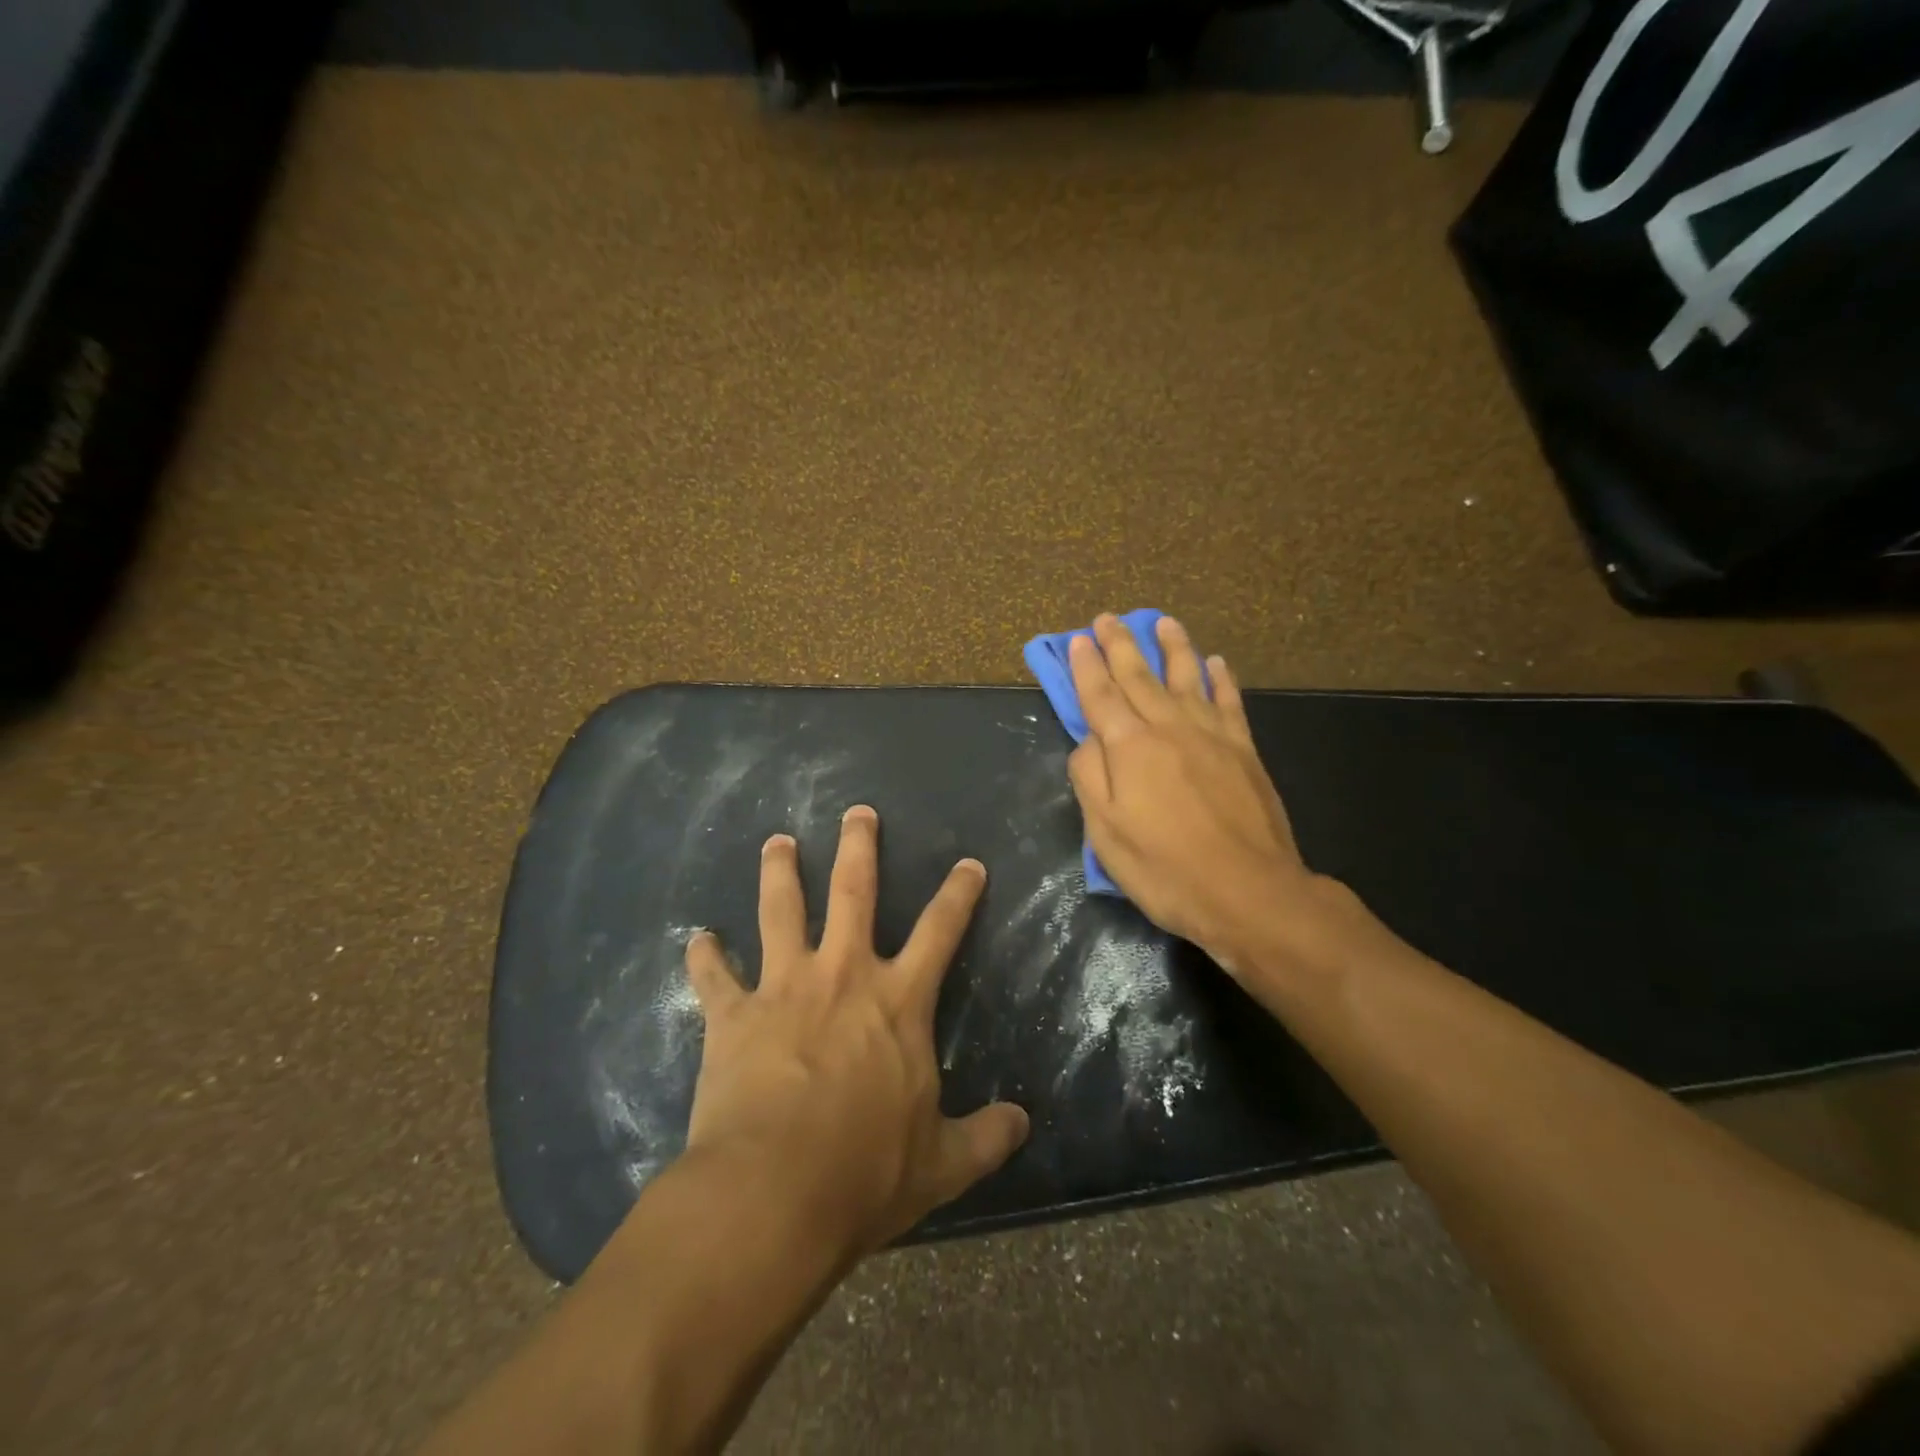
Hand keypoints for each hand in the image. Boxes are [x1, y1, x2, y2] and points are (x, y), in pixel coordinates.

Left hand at [682, 806, 1029, 1257]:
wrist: (772, 1194)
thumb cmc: (865, 1173)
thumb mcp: (941, 1164)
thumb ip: (985, 1139)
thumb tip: (1023, 1124)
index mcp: (898, 1002)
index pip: (941, 931)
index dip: (959, 894)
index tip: (968, 863)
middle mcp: (843, 976)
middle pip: (853, 892)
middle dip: (858, 847)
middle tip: (857, 812)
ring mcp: (784, 988)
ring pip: (780, 911)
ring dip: (779, 872)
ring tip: (777, 842)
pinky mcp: (733, 1015)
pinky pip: (715, 977)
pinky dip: (705, 957)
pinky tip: (698, 940)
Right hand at [1067, 614, 1349, 984]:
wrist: (1248, 892)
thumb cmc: (1165, 868)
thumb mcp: (1105, 833)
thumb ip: (1089, 778)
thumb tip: (1088, 741)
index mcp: (1129, 747)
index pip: (1100, 695)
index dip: (1086, 666)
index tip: (1077, 639)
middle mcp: (1169, 727)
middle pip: (1139, 676)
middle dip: (1119, 645)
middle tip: (1107, 618)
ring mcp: (1211, 735)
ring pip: (1187, 677)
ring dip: (1172, 647)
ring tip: (1162, 622)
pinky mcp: (1244, 750)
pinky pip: (1229, 701)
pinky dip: (1221, 678)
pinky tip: (1216, 662)